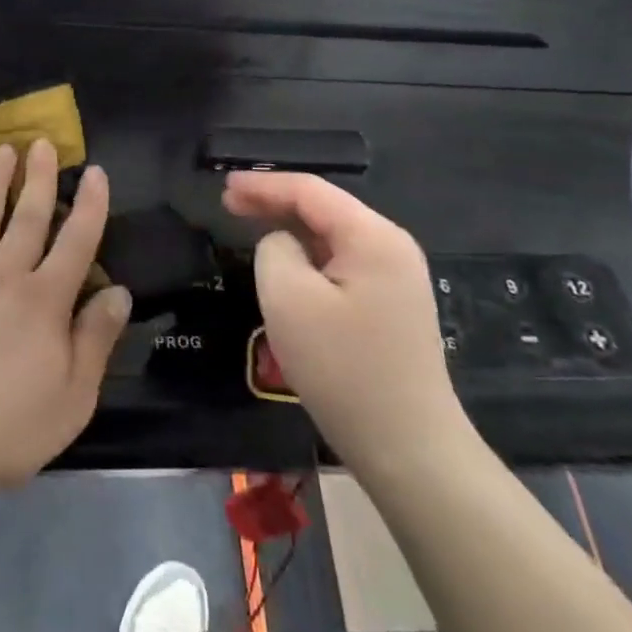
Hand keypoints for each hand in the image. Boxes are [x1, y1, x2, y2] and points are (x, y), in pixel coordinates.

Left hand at [0, 140, 131, 500]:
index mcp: (45, 301)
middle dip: (39, 177)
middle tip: (43, 143)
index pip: (77, 241)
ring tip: (3, 151)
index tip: (95, 171)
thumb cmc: (4, 427)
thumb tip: (120, 291)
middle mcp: (5, 276)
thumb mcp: (71, 399)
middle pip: (27, 217)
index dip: (90, 204)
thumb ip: (96, 340)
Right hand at [223, 172, 468, 480]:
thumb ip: (273, 249)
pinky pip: (342, 264)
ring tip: (251, 228)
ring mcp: (397, 278)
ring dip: (291, 230)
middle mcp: (391, 247)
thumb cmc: (343, 368)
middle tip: (229, 205)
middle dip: (275, 203)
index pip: (310, 191)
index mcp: (373, 236)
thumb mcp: (288, 299)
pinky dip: (309, 256)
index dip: (263, 184)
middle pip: (324, 208)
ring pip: (332, 237)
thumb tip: (281, 243)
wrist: (408, 447)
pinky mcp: (392, 306)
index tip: (223, 187)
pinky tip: (287, 266)